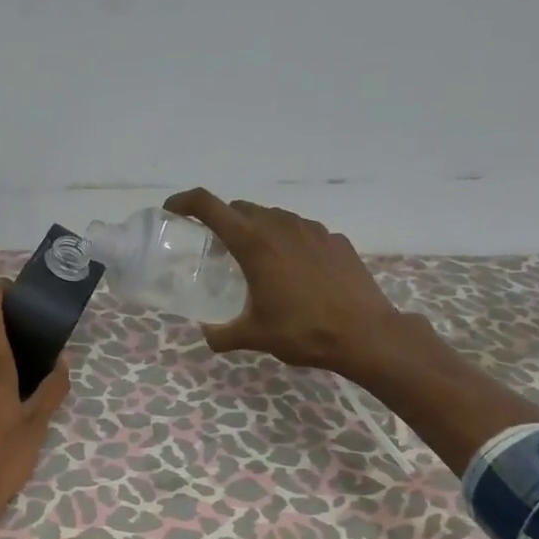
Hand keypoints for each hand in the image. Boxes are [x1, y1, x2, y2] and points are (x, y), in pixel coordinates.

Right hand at [164, 188, 431, 378]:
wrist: (366, 335)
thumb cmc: (303, 332)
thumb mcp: (254, 337)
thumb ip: (222, 335)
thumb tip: (206, 335)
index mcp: (254, 244)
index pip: (210, 206)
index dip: (185, 202)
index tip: (172, 210)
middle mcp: (281, 226)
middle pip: (242, 209)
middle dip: (223, 222)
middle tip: (217, 250)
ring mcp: (313, 230)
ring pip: (274, 217)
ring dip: (257, 231)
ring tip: (257, 262)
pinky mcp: (335, 240)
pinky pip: (302, 232)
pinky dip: (288, 243)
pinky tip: (294, 273)